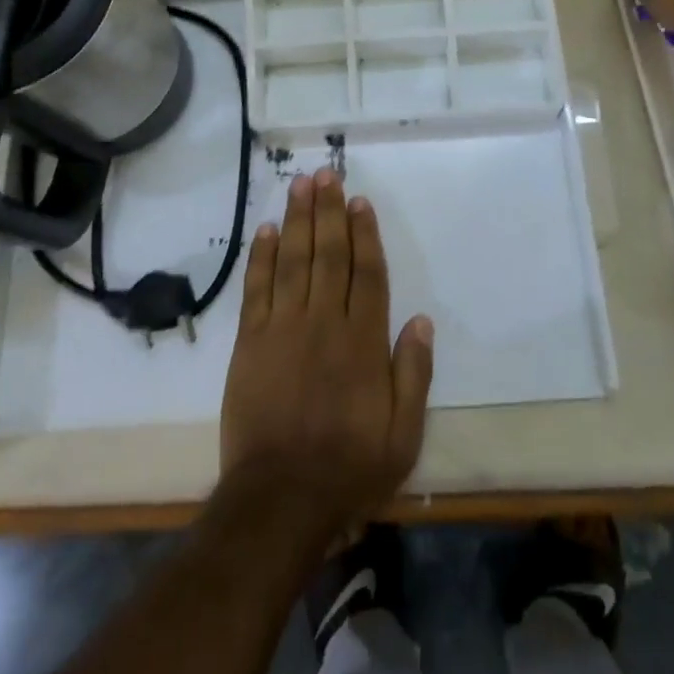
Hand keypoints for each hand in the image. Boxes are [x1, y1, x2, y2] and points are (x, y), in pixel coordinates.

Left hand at [219, 169, 433, 537]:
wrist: (280, 500)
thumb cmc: (348, 468)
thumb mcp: (402, 435)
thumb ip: (414, 375)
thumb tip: (422, 321)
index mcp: (363, 341)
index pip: (367, 273)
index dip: (364, 234)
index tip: (359, 201)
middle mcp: (324, 322)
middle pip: (329, 254)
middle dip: (329, 210)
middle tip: (327, 173)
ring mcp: (284, 328)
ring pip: (294, 260)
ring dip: (298, 219)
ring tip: (301, 183)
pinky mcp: (250, 341)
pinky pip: (257, 289)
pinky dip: (262, 257)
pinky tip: (267, 229)